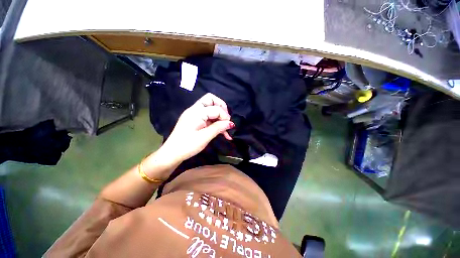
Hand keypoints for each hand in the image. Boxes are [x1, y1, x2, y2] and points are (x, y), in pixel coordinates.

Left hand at [158, 93, 234, 163]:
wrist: (172, 154)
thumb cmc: (187, 146)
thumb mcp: (205, 137)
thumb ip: (218, 128)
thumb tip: (231, 123)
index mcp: (196, 112)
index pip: (216, 108)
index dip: (225, 116)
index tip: (229, 126)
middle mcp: (195, 110)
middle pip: (211, 100)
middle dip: (222, 108)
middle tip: (227, 119)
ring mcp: (195, 115)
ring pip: (211, 109)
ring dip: (220, 117)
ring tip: (227, 130)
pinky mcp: (196, 121)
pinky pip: (208, 117)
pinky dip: (216, 122)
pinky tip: (222, 132)